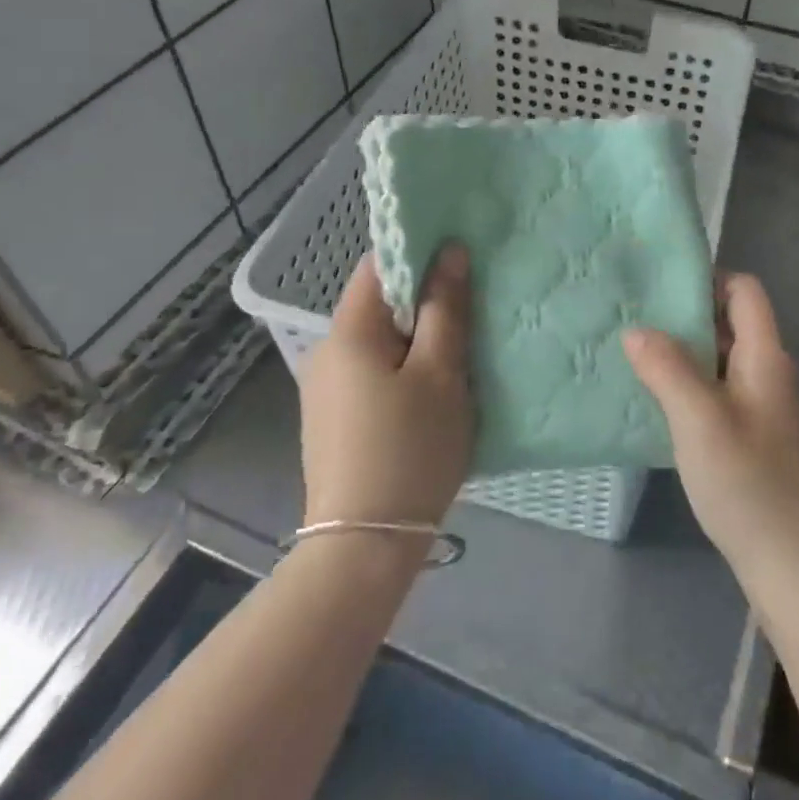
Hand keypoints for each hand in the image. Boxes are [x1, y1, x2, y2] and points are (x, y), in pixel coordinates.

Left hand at [299, 247, 473, 528]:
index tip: (462, 260)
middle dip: (425, 301)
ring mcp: (325, 389)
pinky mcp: (333, 419)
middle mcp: (327, 352)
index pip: (379, 264)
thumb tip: (451, 251)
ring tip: (460, 351)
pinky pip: (372, 373)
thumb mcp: (440, 373)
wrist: (364, 548)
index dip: (420, 253)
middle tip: (473, 311)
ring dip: (417, 338)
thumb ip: (446, 308)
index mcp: (348, 332)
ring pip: (379, 341)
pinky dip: (402, 368)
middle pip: (379, 304)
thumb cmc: (410, 449)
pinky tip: (431, 392)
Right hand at [624, 275, 798, 601]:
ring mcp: (766, 410)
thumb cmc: (749, 486)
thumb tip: (636, 329)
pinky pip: (720, 395)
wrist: (795, 569)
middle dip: (686, 317)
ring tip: (635, 356)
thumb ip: (667, 368)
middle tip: (634, 319)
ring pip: (722, 362)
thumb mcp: (700, 420)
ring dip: (685, 355)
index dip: (708, 279)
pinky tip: (657, 404)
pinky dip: (691, 388)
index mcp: (767, 358)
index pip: (745, 291)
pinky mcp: (757, 441)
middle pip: (732, 323)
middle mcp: (771, 375)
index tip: (659, 288)